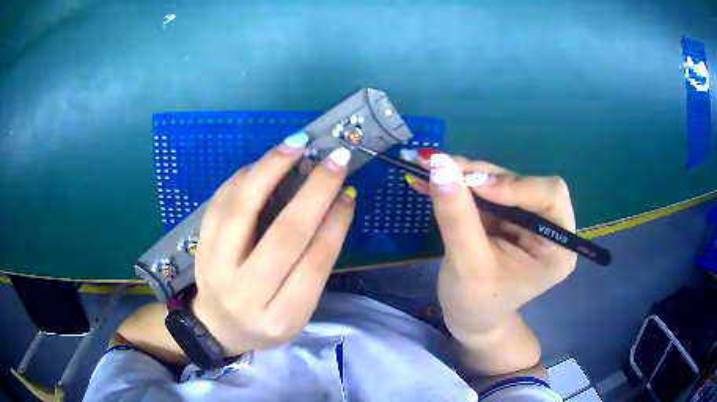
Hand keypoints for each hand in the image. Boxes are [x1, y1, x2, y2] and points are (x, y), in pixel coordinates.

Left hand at [192, 133, 355, 354]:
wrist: (217, 326)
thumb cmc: (266, 321)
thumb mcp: (298, 310)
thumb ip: (314, 265)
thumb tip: (334, 206)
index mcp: (281, 317)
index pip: (314, 262)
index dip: (335, 222)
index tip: (347, 191)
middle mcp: (246, 294)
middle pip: (282, 235)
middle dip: (314, 191)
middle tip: (334, 158)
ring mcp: (216, 269)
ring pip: (242, 210)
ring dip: (270, 171)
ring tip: (294, 146)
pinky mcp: (200, 248)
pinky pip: (219, 204)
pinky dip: (242, 178)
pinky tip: (262, 164)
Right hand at [405, 153, 576, 341]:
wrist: (469, 319)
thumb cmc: (475, 303)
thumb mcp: (467, 264)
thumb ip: (457, 216)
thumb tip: (439, 164)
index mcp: (557, 246)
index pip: (550, 196)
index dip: (514, 184)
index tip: (472, 184)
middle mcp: (549, 226)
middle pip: (522, 184)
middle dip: (482, 176)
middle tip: (441, 168)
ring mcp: (526, 219)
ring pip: (500, 182)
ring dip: (465, 176)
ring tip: (429, 170)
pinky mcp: (507, 216)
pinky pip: (484, 191)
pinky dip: (459, 185)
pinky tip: (432, 181)